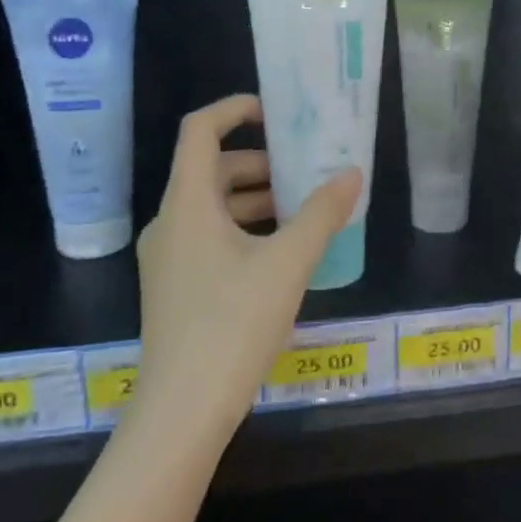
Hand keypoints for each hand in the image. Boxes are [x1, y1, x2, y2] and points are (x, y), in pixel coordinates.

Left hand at [133, 95, 360, 443]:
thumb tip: (352, 173)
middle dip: (259, 164)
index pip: (199, 131)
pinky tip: (281, 254)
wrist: (182, 411)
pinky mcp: (174, 288)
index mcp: (187, 204)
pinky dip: (244, 230)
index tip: (274, 112)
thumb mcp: (288, 263)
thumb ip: (322, 213)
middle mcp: (169, 223)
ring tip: (303, 212)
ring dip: (255, 200)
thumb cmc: (233, 324)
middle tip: (305, 171)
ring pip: (212, 207)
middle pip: (211, 170)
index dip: (234, 110)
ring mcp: (167, 258)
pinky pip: (209, 237)